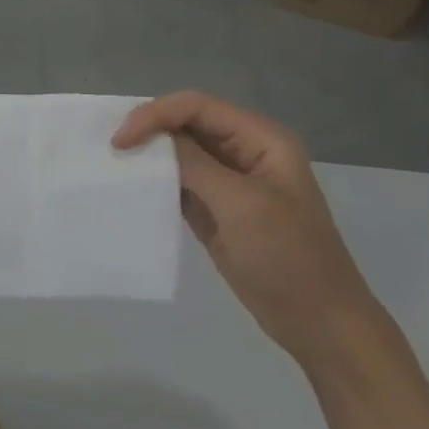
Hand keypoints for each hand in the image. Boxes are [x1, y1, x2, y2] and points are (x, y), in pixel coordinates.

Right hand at [114, 91, 382, 367]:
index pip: (197, 107)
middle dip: (148, 129)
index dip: (155, 114)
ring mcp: (229, 181)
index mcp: (261, 140)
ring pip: (179, 151)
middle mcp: (245, 151)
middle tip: (110, 147)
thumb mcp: (240, 204)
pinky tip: (131, 185)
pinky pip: (179, 181)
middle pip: (187, 123)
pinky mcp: (215, 208)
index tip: (120, 140)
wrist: (318, 322)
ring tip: (113, 162)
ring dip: (149, 153)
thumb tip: (149, 139)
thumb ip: (194, 164)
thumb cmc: (287, 257)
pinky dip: (155, 180)